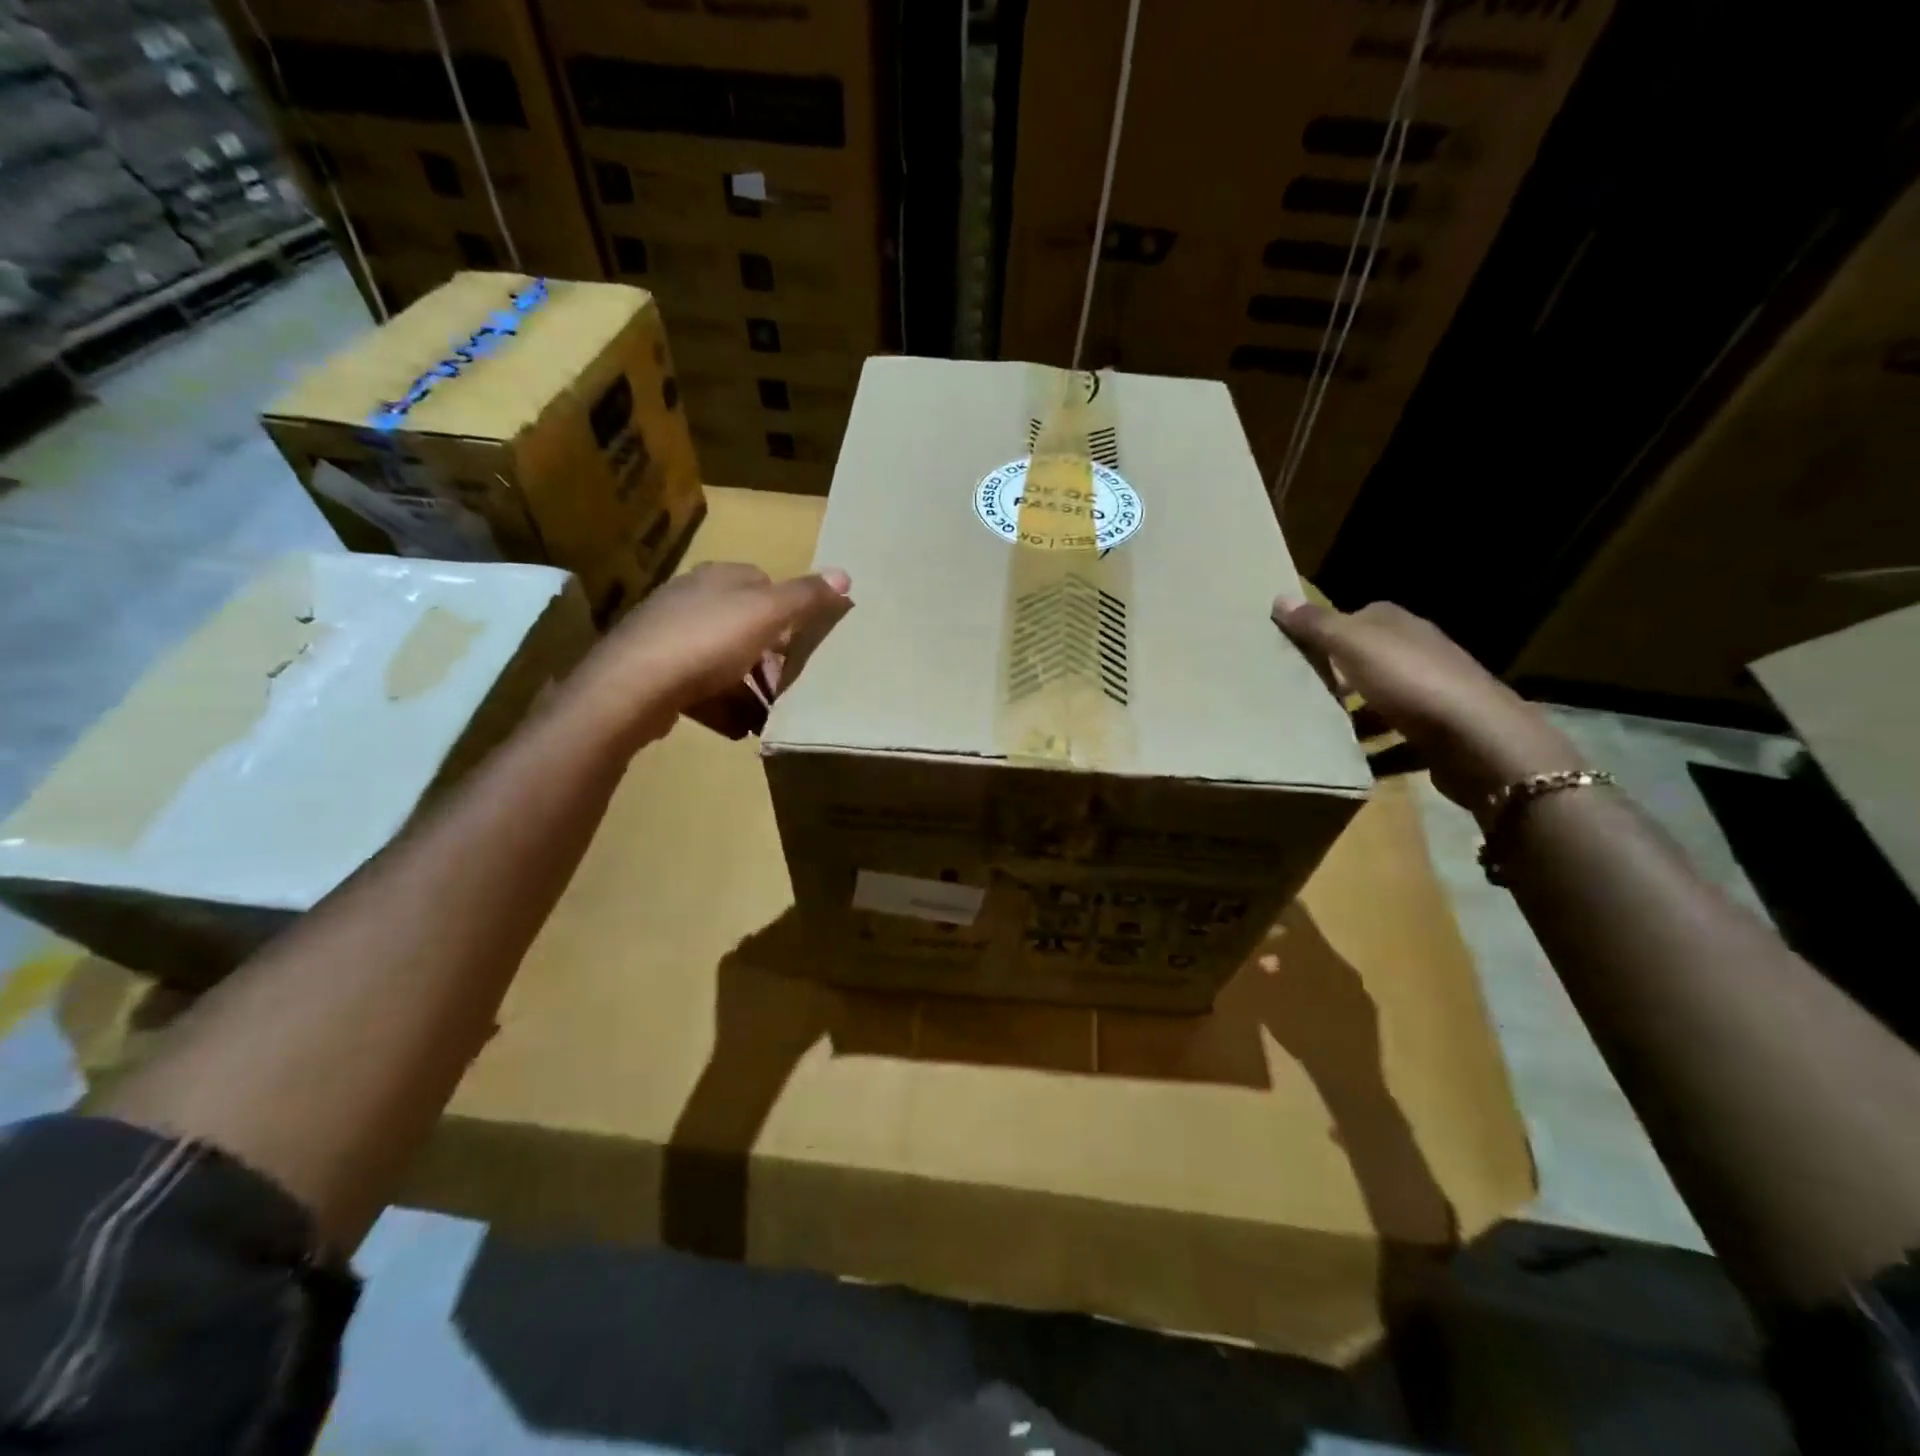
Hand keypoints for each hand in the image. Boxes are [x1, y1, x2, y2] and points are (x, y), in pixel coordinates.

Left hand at [570, 562, 851, 747]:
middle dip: (769, 658)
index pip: (764, 584)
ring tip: (768, 717)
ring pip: (723, 659)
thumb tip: (845, 574)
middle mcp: (691, 599)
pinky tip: (737, 729)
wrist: (633, 686)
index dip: (788, 613)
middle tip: (787, 686)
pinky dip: (722, 706)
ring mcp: (668, 635)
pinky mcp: (654, 671)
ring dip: (748, 688)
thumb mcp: (767, 615)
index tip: (803, 644)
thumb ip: (806, 597)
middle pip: (744, 625)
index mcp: (719, 578)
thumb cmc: (707, 642)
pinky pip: (699, 687)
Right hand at [1272, 597, 1582, 816]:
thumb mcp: (1354, 646)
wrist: (1478, 740)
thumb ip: (1317, 626)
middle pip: (1371, 659)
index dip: (1331, 630)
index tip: (1300, 650)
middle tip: (1303, 691)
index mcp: (1402, 626)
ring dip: (1358, 715)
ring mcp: (1435, 694)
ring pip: (1384, 699)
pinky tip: (1355, 763)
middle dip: (1341, 674)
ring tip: (1322, 730)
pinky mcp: (1441, 733)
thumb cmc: (1411, 682)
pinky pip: (1398, 740)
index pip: (1362, 616)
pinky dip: (1378, 750)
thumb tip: (1280, 597)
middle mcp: (1422, 653)